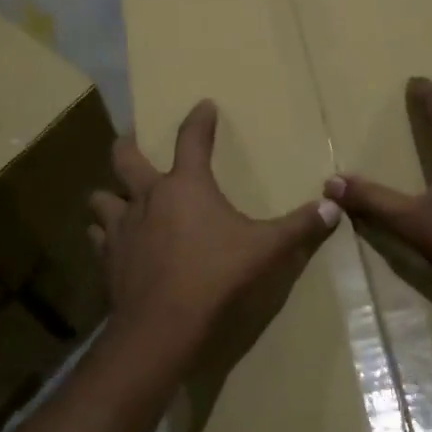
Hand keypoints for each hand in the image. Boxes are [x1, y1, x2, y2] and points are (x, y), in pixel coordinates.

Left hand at [91, 100, 339, 368]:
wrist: (164, 325)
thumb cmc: (217, 276)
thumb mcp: (267, 250)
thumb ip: (299, 227)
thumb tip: (333, 207)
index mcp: (186, 186)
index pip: (192, 139)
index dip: (199, 120)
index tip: (203, 105)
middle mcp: (148, 198)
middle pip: (125, 158)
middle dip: (128, 145)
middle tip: (130, 139)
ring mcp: (122, 228)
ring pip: (102, 199)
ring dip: (109, 195)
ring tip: (117, 198)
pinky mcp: (108, 259)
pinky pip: (99, 237)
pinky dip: (104, 235)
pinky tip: (112, 242)